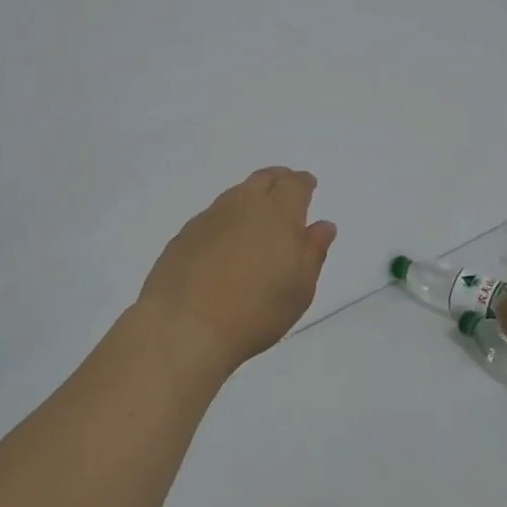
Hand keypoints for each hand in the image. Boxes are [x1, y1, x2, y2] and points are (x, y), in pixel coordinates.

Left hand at [136, 168, 336, 376]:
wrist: (185, 327)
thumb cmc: (256, 310)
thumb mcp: (300, 287)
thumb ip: (313, 251)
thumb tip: (323, 225)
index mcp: (277, 212)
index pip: (294, 184)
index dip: (303, 183)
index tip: (308, 186)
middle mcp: (242, 205)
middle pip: (262, 179)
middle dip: (278, 179)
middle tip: (285, 187)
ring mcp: (208, 218)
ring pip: (235, 195)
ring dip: (249, 197)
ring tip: (256, 214)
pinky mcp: (183, 236)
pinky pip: (212, 217)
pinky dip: (225, 220)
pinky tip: (224, 241)